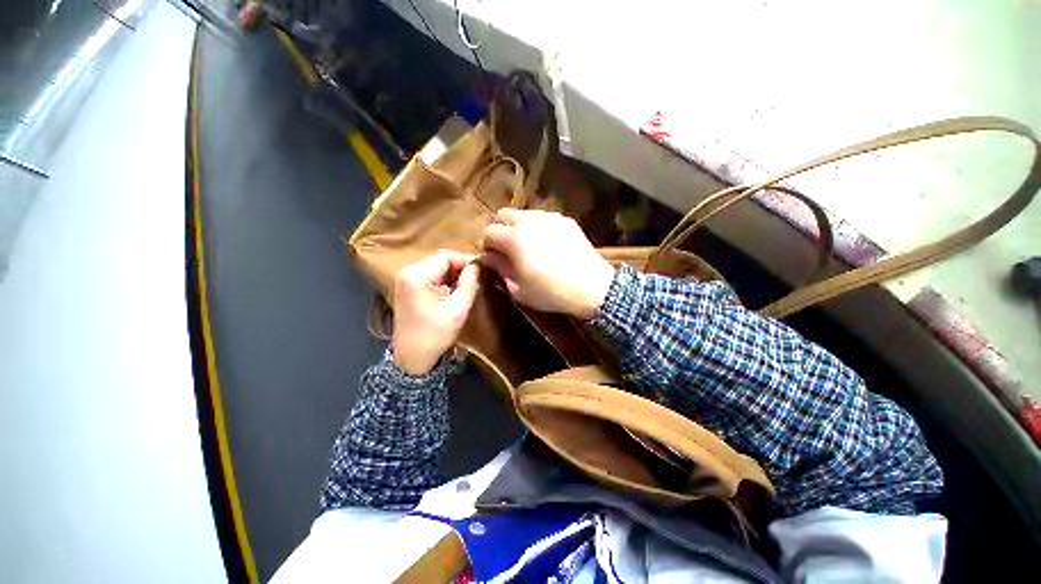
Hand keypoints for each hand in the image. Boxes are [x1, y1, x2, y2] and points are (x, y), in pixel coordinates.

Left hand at [392, 251, 479, 375]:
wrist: (412, 358)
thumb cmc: (436, 334)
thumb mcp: (458, 309)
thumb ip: (469, 283)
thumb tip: (477, 266)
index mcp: (417, 276)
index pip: (446, 256)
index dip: (466, 261)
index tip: (482, 270)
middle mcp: (407, 272)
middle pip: (440, 259)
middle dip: (460, 267)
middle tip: (476, 278)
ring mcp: (405, 280)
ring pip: (436, 266)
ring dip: (452, 273)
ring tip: (468, 284)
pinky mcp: (407, 287)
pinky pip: (430, 275)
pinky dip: (444, 279)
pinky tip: (453, 290)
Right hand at [482, 209, 614, 319]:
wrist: (592, 287)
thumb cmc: (550, 292)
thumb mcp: (518, 288)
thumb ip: (499, 268)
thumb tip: (487, 256)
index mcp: (514, 238)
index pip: (489, 232)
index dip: (487, 245)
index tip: (492, 257)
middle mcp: (530, 221)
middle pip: (503, 214)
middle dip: (499, 229)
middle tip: (505, 248)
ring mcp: (550, 218)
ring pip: (524, 214)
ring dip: (518, 226)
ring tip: (526, 245)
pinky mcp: (565, 220)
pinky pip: (544, 218)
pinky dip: (537, 226)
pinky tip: (546, 243)